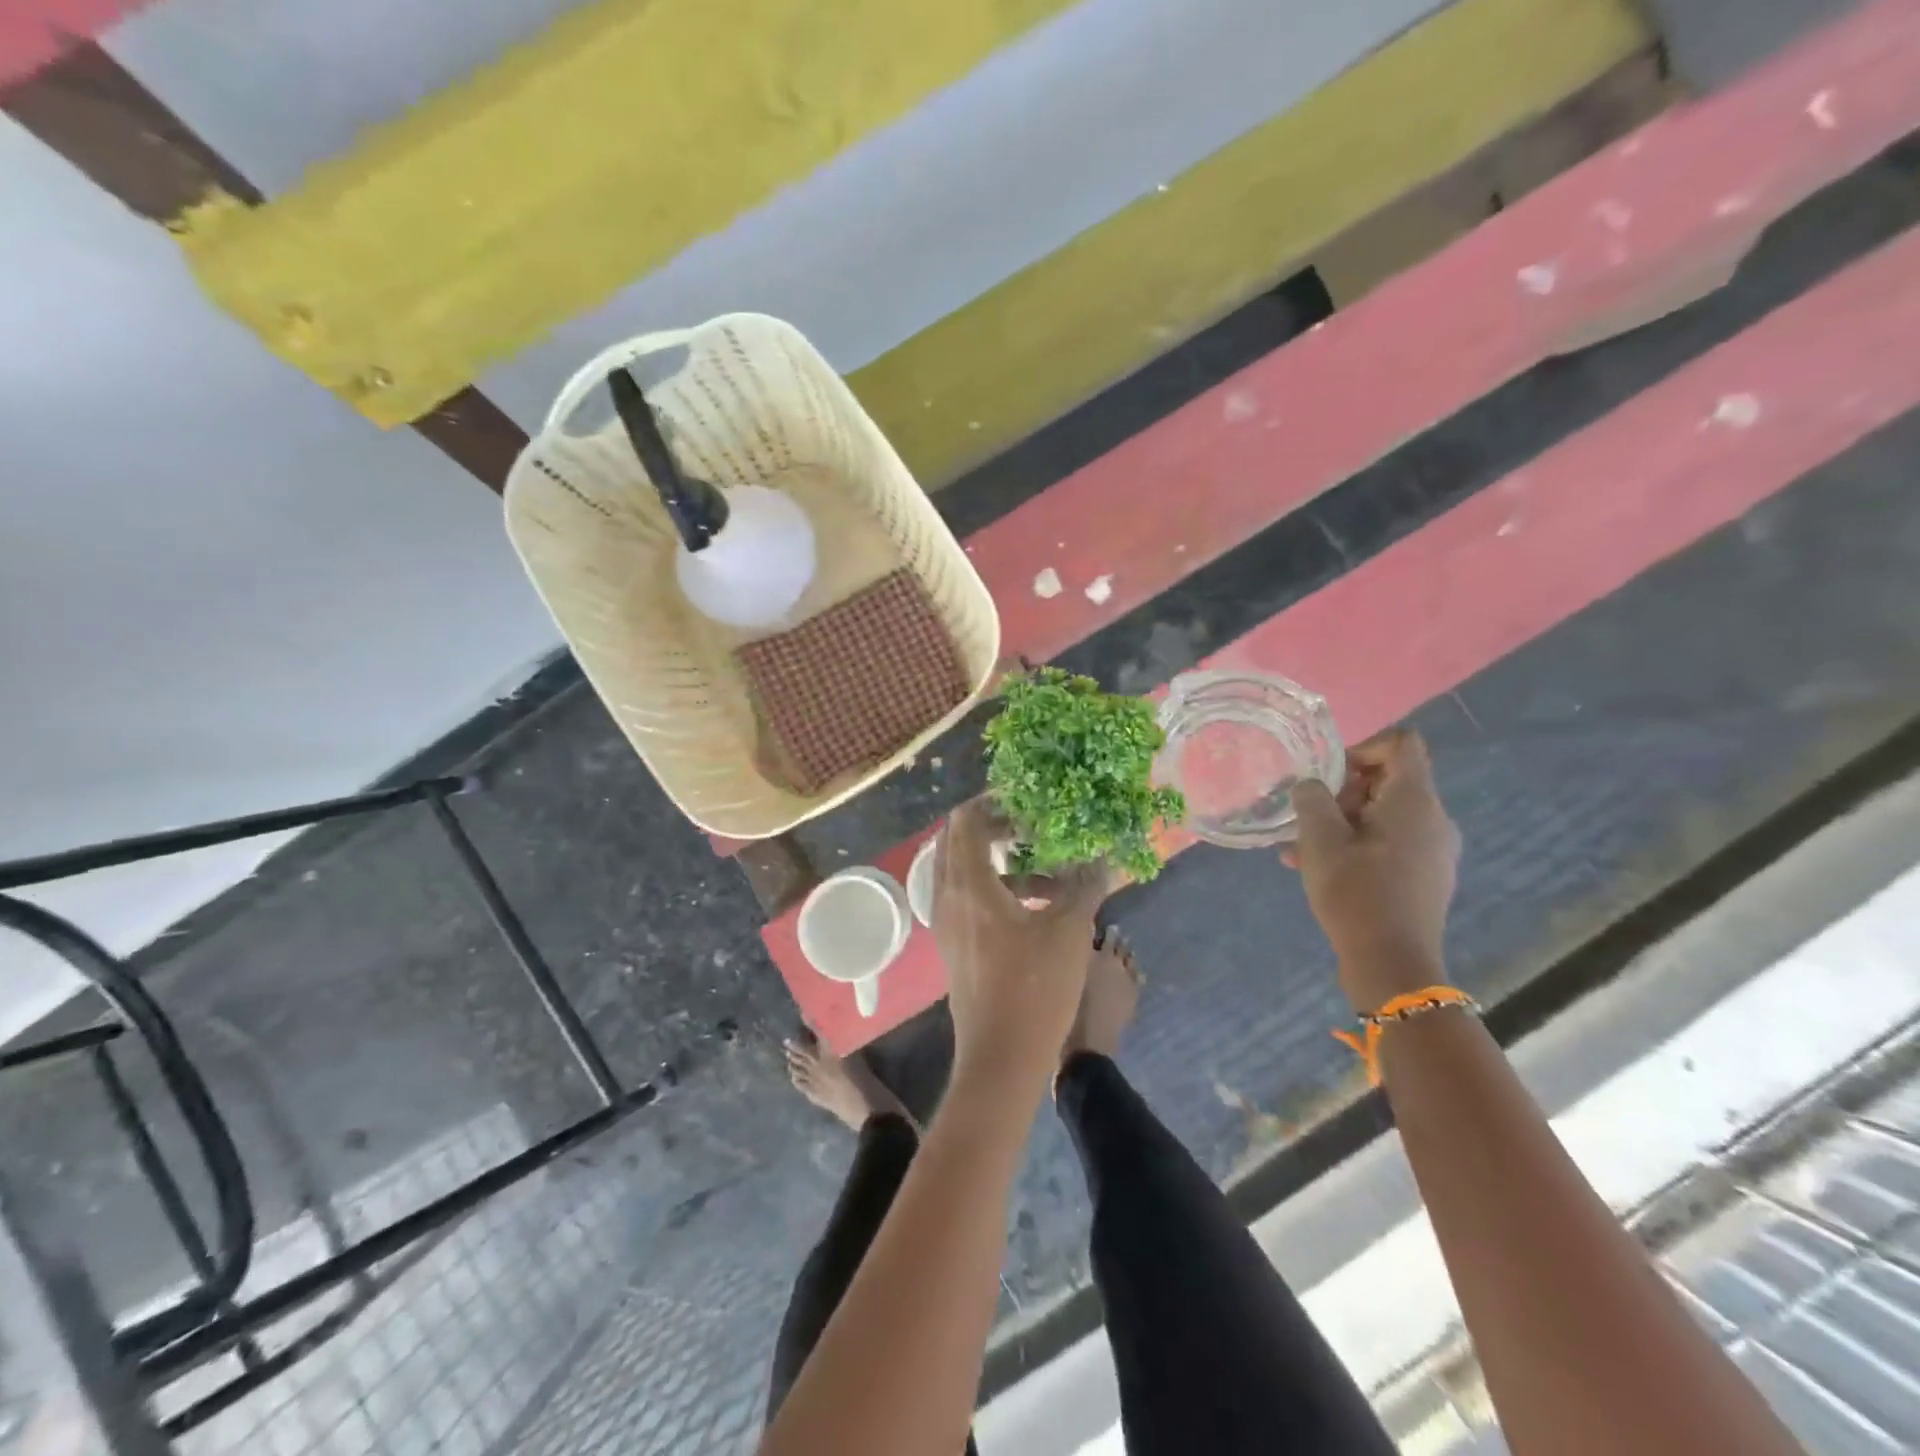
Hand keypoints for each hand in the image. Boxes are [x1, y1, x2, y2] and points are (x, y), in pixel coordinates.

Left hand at [931, 798, 1107, 1091]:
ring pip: (966, 873)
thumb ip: (1084, 885)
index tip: (1026, 800)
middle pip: (959, 842)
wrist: (1000, 1060)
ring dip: (1003, 863)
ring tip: (1049, 873)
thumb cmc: (1034, 990)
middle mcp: (947, 898)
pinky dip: (998, 890)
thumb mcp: (1068, 931)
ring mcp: (947, 924)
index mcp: (968, 886)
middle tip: (1034, 826)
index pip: (964, 821)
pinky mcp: (955, 946)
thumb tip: (1102, 856)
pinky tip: (1039, 907)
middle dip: (995, 828)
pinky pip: (969, 899)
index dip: (992, 802)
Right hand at [1288, 729, 1460, 1012]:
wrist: (1393, 965)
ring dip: (1342, 822)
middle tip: (1310, 819)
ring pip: (1383, 814)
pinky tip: (1317, 868)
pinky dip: (1355, 844)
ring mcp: (1433, 850)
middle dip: (1343, 792)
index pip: (1401, 744)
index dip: (1361, 748)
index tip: (1328, 778)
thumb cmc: (1355, 893)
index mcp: (1414, 801)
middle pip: (1388, 780)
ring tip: (1302, 848)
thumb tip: (1311, 785)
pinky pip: (1388, 842)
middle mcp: (1433, 819)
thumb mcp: (1320, 840)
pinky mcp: (1425, 876)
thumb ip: (1311, 799)